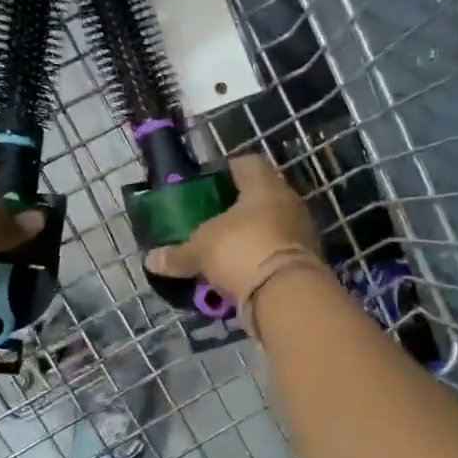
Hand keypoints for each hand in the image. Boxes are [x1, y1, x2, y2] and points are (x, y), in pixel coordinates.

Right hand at [143, 154, 320, 301]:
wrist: (286, 293)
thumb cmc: (241, 250)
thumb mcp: (200, 251)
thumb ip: (177, 254)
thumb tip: (151, 260)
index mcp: (264, 186)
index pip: (248, 164)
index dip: (227, 171)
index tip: (208, 185)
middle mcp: (288, 203)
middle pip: (261, 197)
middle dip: (238, 209)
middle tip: (212, 221)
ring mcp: (301, 233)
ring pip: (271, 227)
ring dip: (250, 237)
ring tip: (224, 251)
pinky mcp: (306, 262)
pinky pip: (277, 254)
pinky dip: (259, 261)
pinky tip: (240, 273)